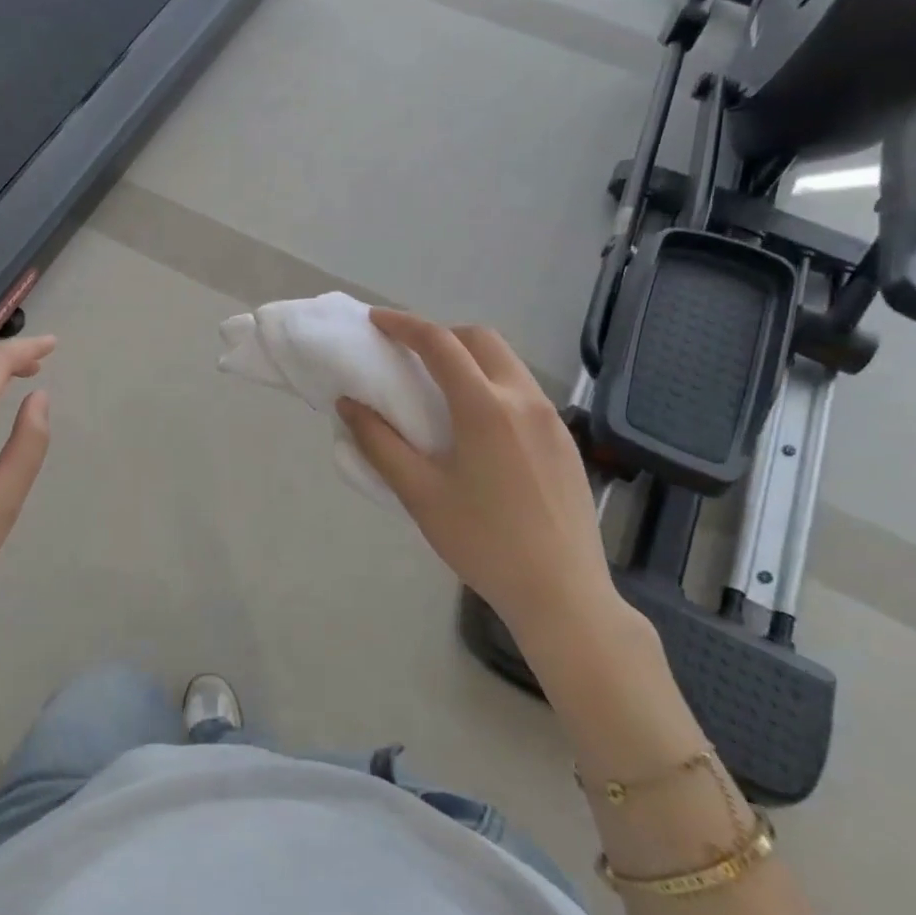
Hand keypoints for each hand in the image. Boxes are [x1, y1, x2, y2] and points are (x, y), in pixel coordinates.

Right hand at [337, 310, 614, 629]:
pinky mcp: (566, 440)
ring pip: (507, 363)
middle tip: (410, 354)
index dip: (403, 325)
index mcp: (484, 407)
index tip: (376, 322)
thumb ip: (379, 443)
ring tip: (440, 388)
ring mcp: (552, 419)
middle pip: (481, 339)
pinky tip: (478, 426)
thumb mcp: (420, 494)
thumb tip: (349, 405)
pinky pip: (524, 391)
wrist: (562, 592)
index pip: (439, 343)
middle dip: (441, 334)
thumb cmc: (482, 542)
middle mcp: (524, 399)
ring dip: (470, 358)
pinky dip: (493, 384)